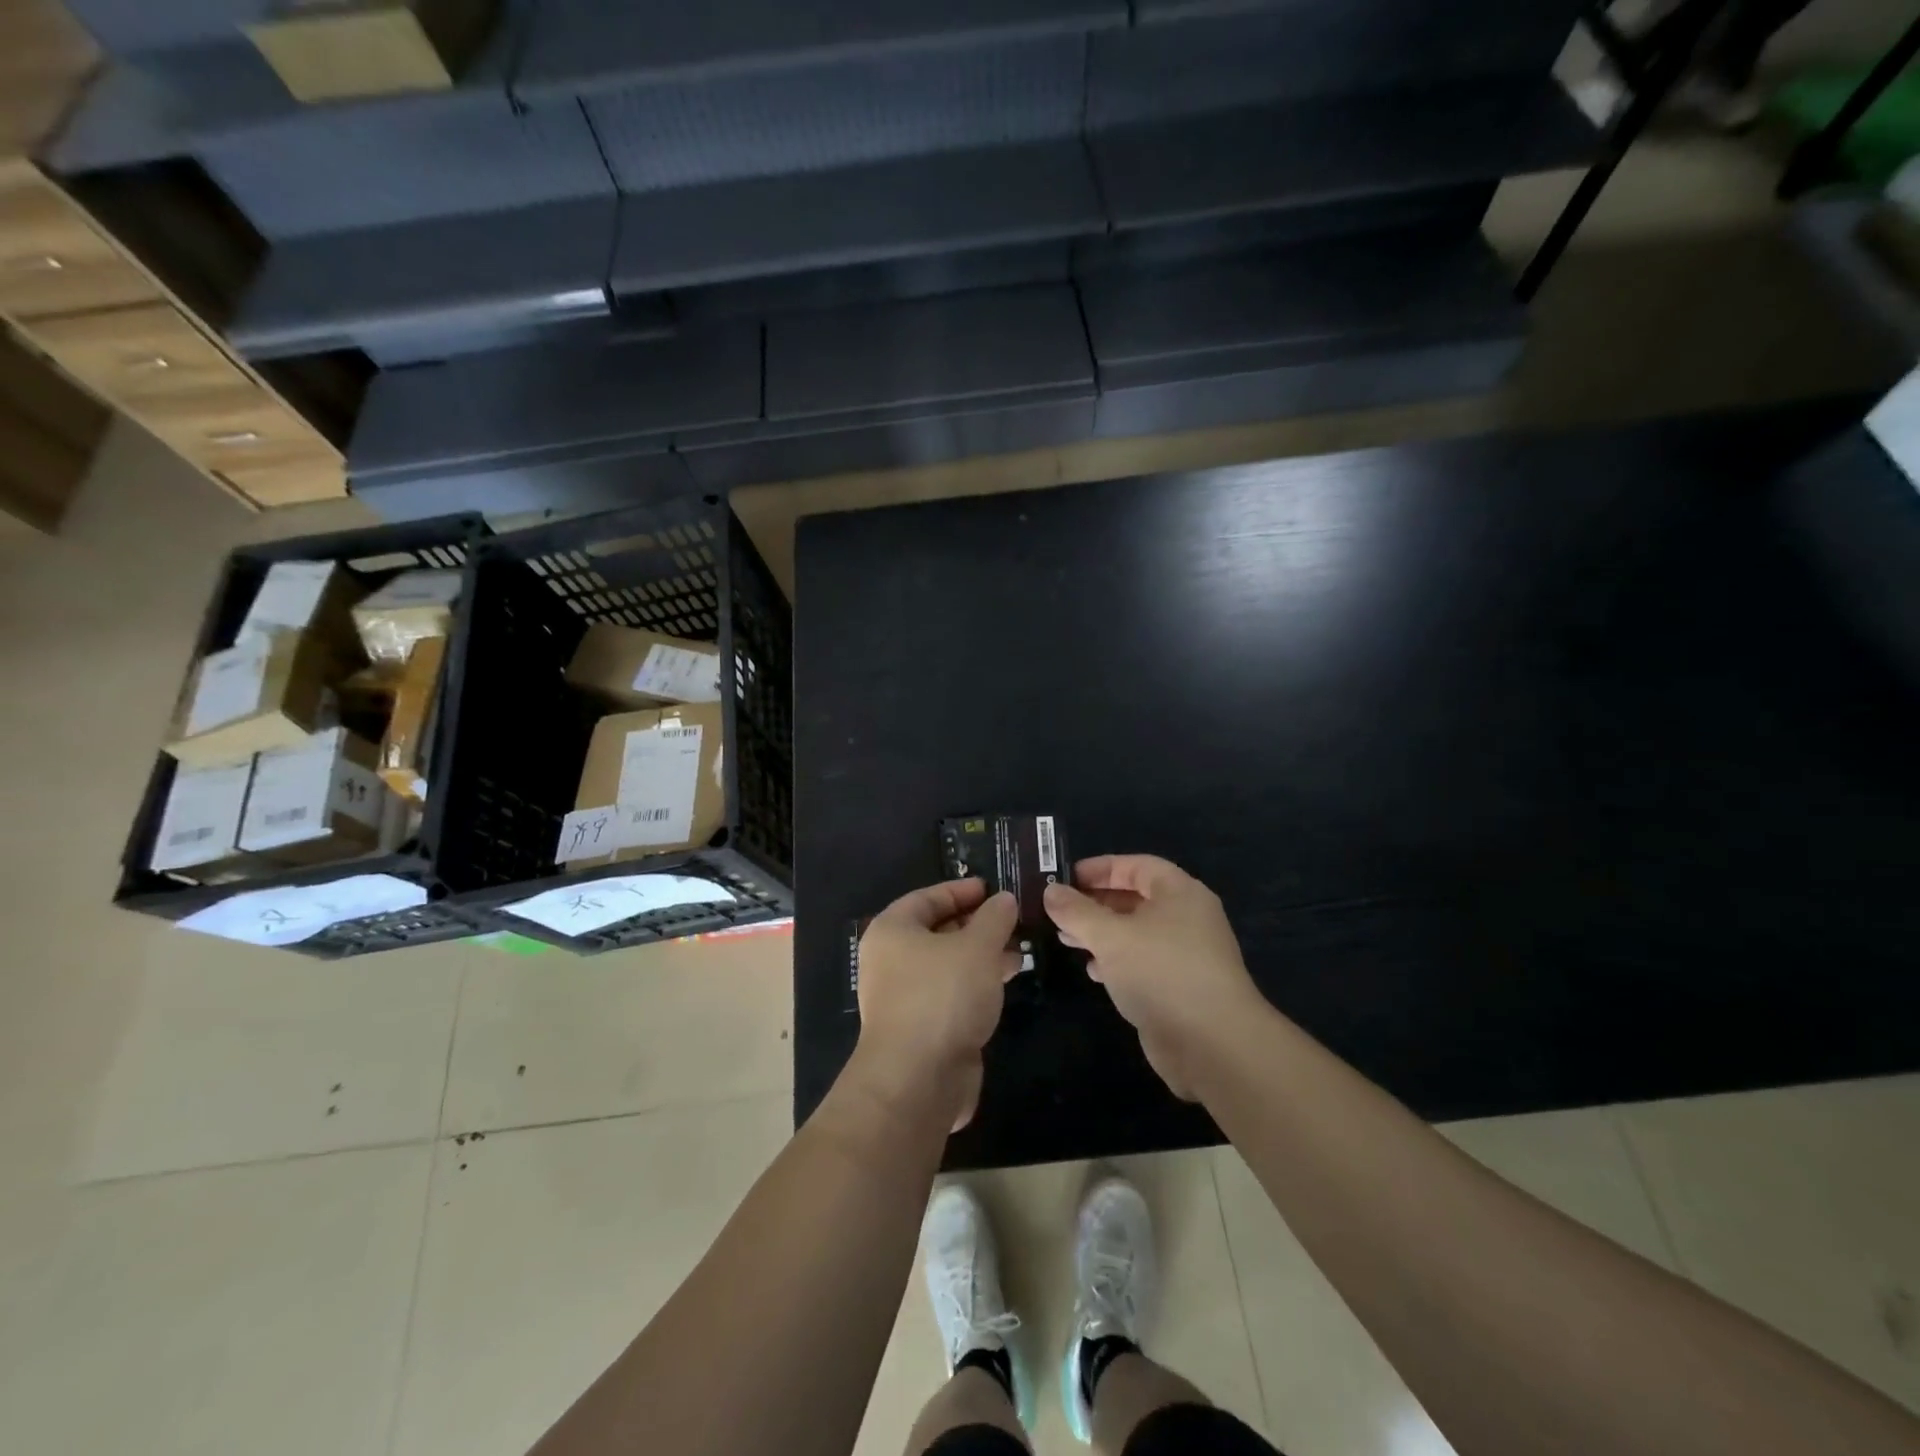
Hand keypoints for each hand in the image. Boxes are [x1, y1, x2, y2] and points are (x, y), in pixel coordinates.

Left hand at [854, 878, 1019, 1130]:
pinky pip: (951, 994)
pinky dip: (976, 984)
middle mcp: (891, 961)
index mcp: (892, 931)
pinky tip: (1004, 982)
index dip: (960, 891)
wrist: (917, 1079)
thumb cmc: (942, 996)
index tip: (992, 889)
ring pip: (947, 965)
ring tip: (1019, 951)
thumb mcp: (977, 946)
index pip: (927, 898)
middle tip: (1012, 921)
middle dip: (977, 925)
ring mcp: (904, 997)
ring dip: (981, 956)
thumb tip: (1004, 900)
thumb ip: (994, 918)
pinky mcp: (921, 1028)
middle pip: (937, 931)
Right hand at [1044, 855, 1262, 1099]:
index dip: (1100, 868)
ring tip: (1066, 940)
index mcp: (1180, 893)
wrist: (1212, 1044)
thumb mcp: (1111, 936)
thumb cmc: (1162, 972)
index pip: (1137, 866)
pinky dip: (1116, 962)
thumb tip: (1050, 891)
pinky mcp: (1179, 987)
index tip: (1065, 878)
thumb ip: (1077, 911)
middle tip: (1058, 911)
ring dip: (1101, 934)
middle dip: (1095, 904)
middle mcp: (1186, 918)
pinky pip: (1142, 963)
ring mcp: (1185, 955)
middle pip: (1135, 899)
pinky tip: (1093, 971)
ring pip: (1136, 933)